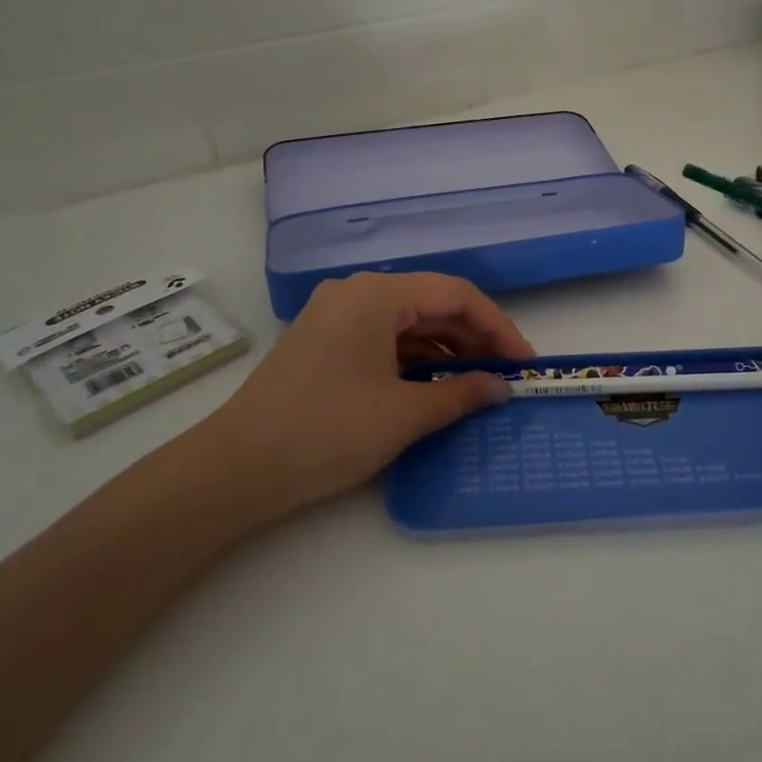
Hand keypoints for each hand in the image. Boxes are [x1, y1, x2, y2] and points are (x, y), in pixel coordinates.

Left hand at [206, 272, 533, 514]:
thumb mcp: (404, 415)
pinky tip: (434, 388)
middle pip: (431, 304)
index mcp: (377, 294)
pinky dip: (414, 360)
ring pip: (407, 323)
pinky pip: (383, 339)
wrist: (237, 468)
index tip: (524, 361)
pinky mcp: (323, 341)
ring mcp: (335, 315)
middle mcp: (356, 292)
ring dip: (445, 351)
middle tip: (506, 376)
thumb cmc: (327, 431)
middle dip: (473, 338)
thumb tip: (502, 387)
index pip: (456, 294)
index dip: (498, 326)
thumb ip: (462, 395)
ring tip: (477, 385)